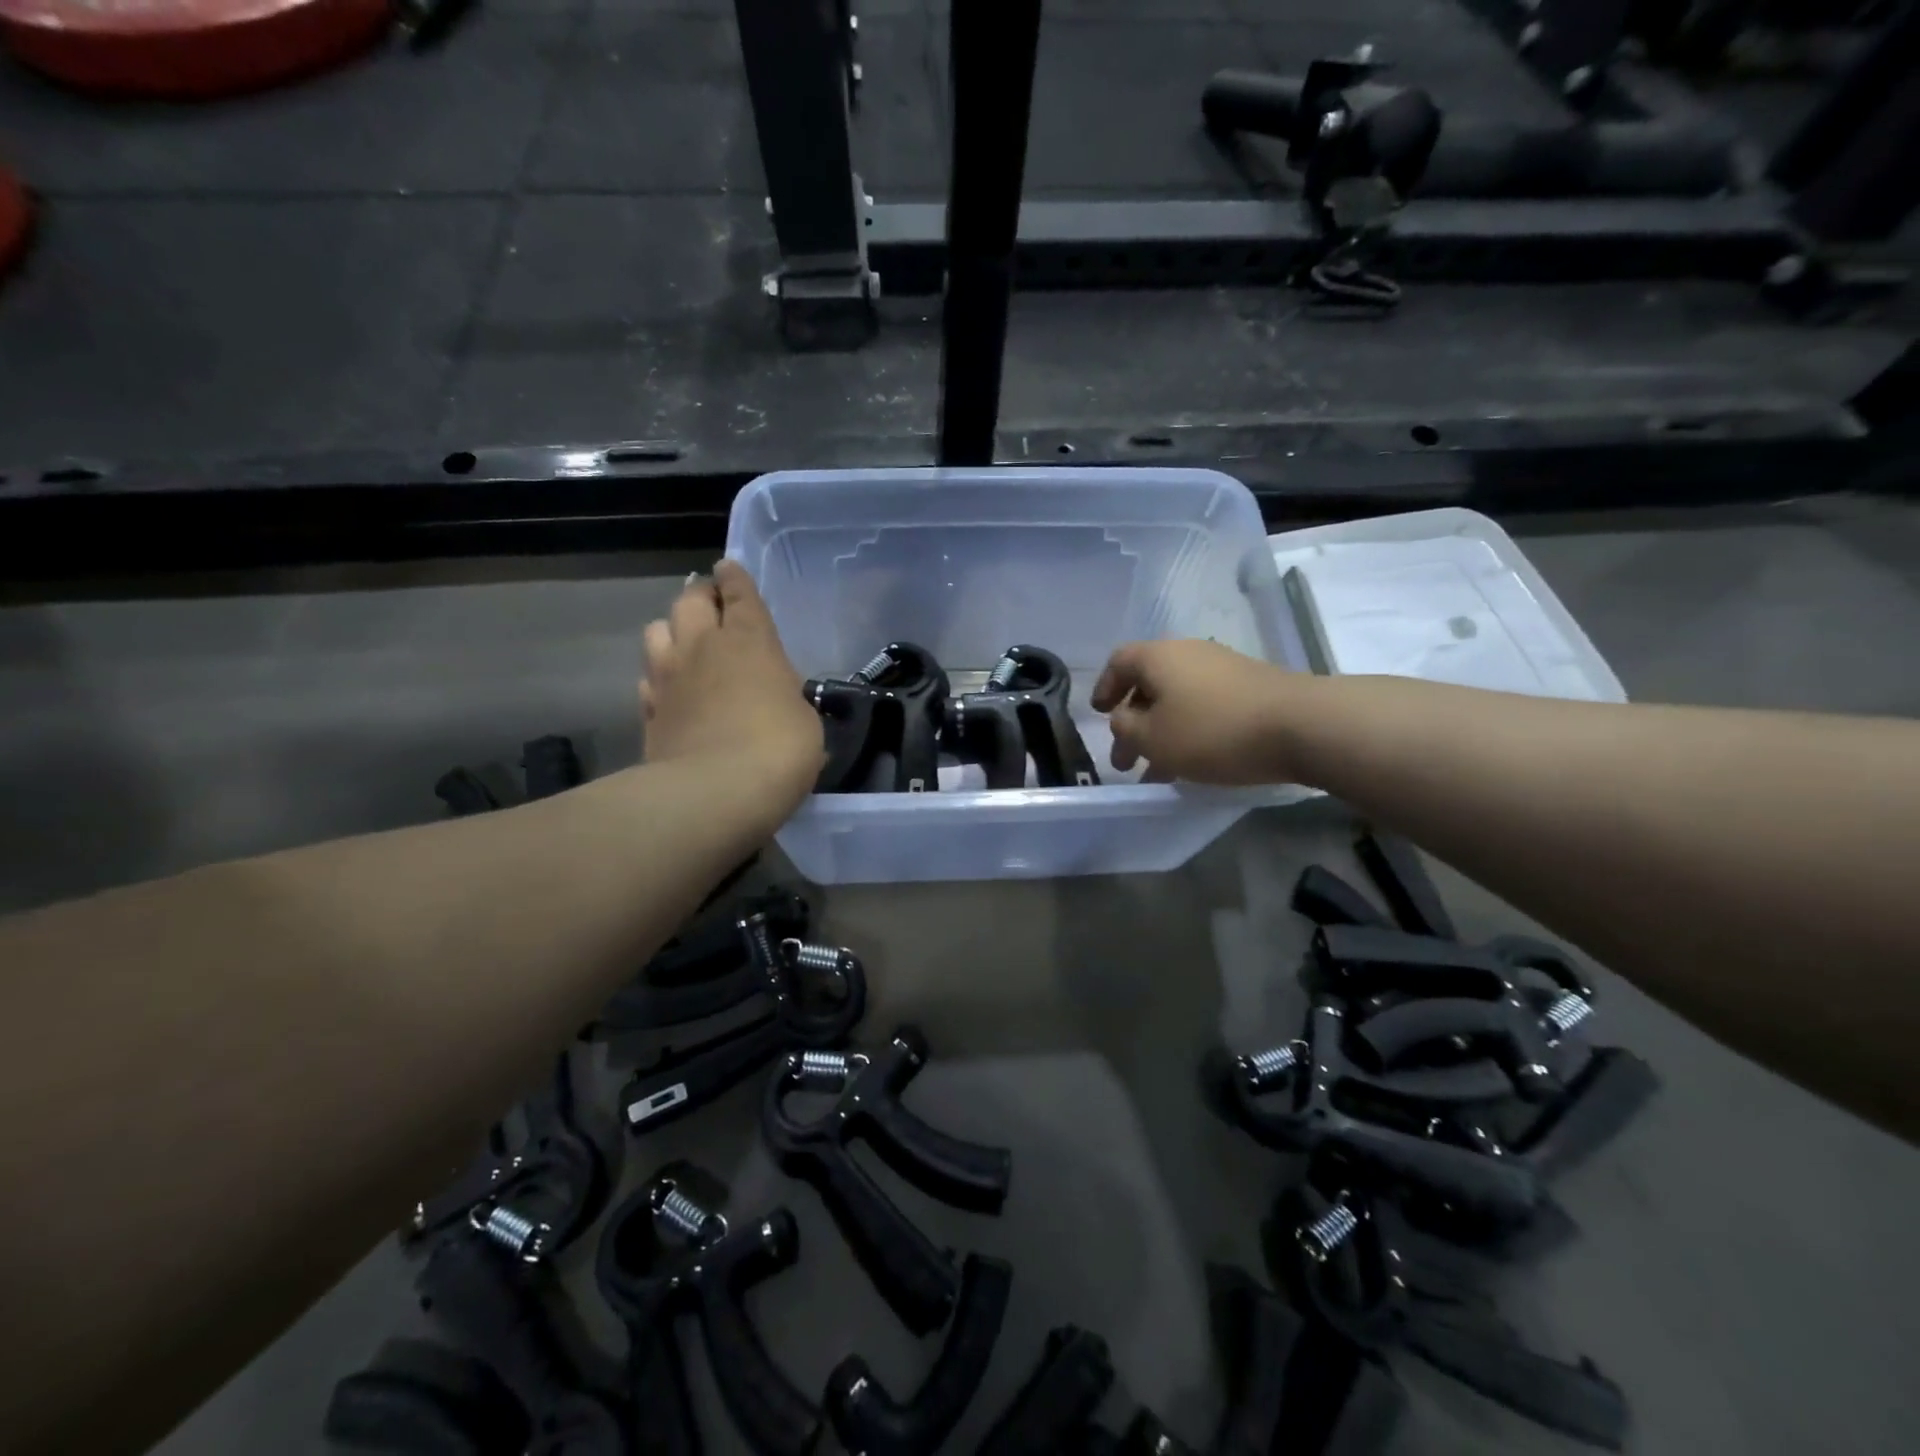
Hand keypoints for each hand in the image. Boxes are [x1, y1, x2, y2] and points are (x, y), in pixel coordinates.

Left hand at [641, 561, 823, 809]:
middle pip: (688, 600)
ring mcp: (668, 678)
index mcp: (749, 640)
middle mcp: (702, 647)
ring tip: (684, 644)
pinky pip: (647, 679)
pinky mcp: (648, 712)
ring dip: (671, 630)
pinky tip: (668, 690)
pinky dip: (658, 677)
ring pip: (656, 631)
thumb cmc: (779, 748)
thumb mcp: (804, 719)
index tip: (728, 568)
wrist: (716, 792)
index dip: (734, 578)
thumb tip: (778, 702)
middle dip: (700, 596)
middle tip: (710, 605)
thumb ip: (785, 697)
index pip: (738, 593)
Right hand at [1090, 639, 1303, 784]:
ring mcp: (1223, 668)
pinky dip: (1189, 732)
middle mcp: (1189, 653)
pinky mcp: (1250, 688)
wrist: (1301, 725)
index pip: (1119, 661)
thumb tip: (1123, 717)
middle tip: (1125, 762)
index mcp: (1159, 656)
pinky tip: (1193, 765)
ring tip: (1157, 774)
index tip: (1098, 715)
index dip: (1103, 687)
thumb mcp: (1152, 738)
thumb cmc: (1212, 730)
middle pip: (1149, 684)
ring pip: (1177, 701)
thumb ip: (1125, 727)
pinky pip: (1204, 707)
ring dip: (1161, 734)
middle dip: (1132, 724)